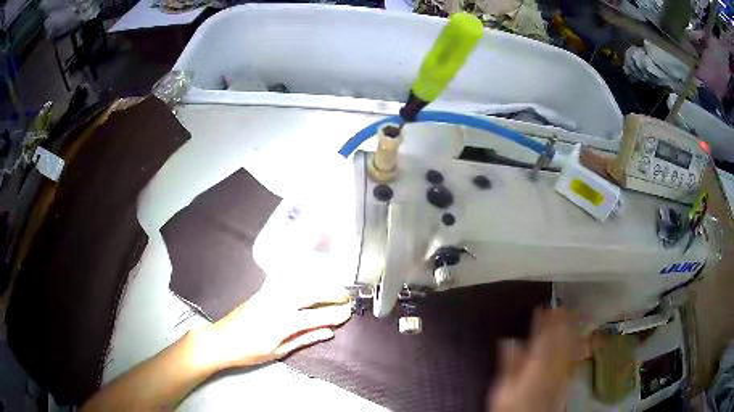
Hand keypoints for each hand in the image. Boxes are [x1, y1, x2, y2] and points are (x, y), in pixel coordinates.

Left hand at [196, 282, 351, 370]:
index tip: (348, 313)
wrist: (221, 340)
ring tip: (332, 290)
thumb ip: (304, 339)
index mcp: (282, 322)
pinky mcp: (263, 291)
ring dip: (319, 284)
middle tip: (346, 298)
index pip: (315, 316)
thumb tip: (328, 333)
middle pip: (310, 293)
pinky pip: (287, 281)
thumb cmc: (249, 352)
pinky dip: (302, 279)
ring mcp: (269, 294)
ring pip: (300, 283)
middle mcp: (277, 303)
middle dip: (331, 294)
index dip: (334, 315)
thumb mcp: (278, 351)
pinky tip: (309, 281)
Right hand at [488, 309, 588, 411]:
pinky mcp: (566, 380)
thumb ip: (509, 364)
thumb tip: (508, 341)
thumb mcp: (504, 388)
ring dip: (571, 330)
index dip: (543, 321)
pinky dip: (576, 345)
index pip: (543, 338)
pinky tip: (578, 341)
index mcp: (537, 365)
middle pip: (560, 340)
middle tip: (561, 307)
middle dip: (561, 322)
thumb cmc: (513, 405)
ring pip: (569, 346)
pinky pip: (573, 357)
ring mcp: (562, 373)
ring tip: (571, 317)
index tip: (542, 307)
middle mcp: (553, 366)